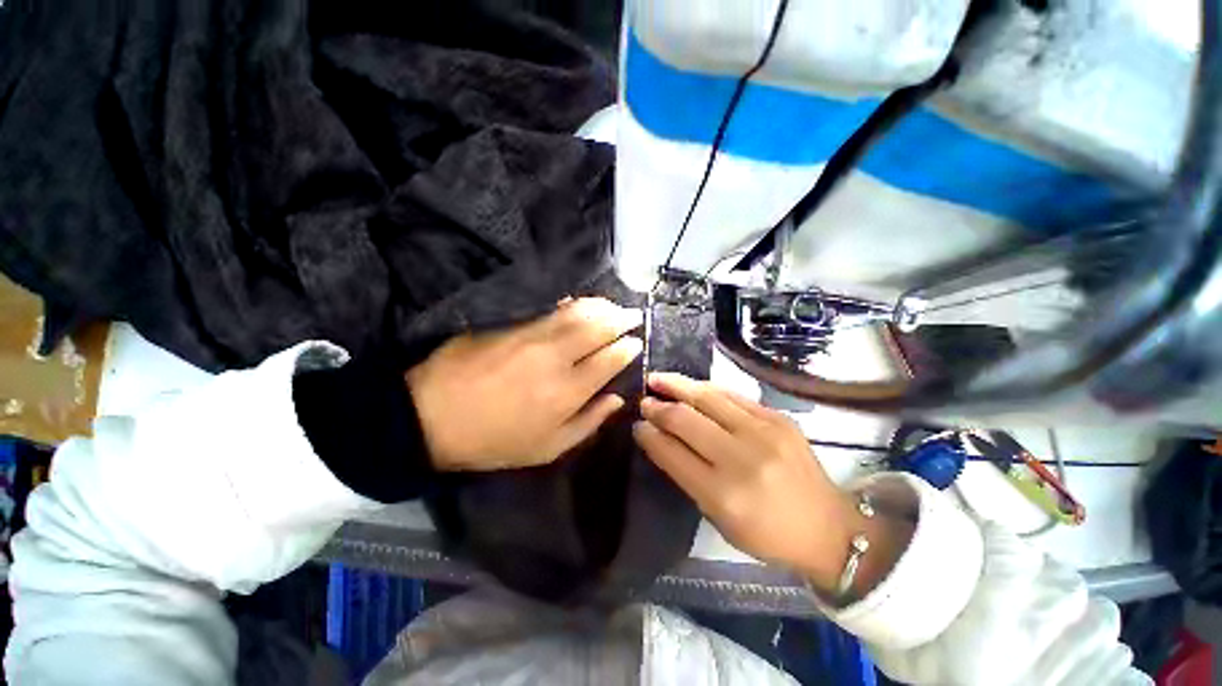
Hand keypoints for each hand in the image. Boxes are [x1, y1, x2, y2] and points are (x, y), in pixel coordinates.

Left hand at [407, 298, 642, 471]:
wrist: (432, 416)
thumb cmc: (494, 440)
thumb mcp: (547, 449)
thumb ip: (588, 422)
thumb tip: (617, 399)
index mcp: (567, 392)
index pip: (610, 359)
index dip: (628, 347)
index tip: (637, 342)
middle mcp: (556, 358)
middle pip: (598, 327)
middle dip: (622, 318)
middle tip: (634, 314)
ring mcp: (531, 336)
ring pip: (577, 311)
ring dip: (601, 306)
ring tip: (613, 306)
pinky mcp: (511, 324)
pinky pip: (550, 308)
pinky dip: (571, 303)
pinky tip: (578, 302)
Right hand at [633, 373, 881, 592]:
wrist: (828, 526)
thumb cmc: (767, 533)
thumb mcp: (719, 518)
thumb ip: (687, 475)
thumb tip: (660, 438)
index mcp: (723, 494)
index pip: (672, 452)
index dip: (649, 435)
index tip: (636, 424)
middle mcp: (741, 458)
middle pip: (686, 419)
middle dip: (658, 407)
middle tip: (644, 401)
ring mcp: (763, 432)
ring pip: (707, 397)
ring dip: (677, 386)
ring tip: (657, 379)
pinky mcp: (777, 418)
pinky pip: (731, 395)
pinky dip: (706, 389)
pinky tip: (691, 386)